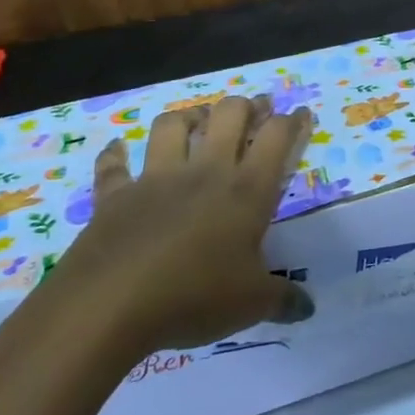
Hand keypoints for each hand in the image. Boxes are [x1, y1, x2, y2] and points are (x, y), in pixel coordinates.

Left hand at [37, 95, 316, 359]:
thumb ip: (283, 299)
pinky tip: (118, 150)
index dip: (292, 121)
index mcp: (247, 190)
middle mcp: (205, 173)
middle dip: (245, 106)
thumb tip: (308, 308)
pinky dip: (116, 155)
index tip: (300, 114)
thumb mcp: (251, 304)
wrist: (107, 307)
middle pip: (229, 115)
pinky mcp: (115, 197)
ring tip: (197, 122)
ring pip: (172, 126)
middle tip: (254, 111)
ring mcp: (156, 180)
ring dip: (188, 117)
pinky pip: (113, 166)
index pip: (277, 137)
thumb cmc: (193, 296)